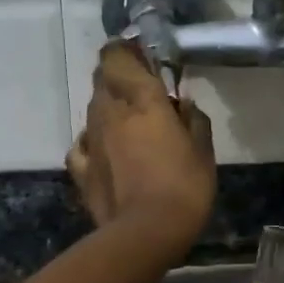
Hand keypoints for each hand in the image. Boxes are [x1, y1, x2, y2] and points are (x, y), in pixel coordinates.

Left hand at [67, 41, 214, 258]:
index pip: (117, 56)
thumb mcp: (203, 150)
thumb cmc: (183, 187)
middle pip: (102, 78)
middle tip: (141, 88)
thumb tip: (183, 102)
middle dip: (118, 76)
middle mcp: (109, 111)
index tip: (142, 55)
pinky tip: (106, 149)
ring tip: (130, 122)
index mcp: (141, 99)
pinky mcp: (80, 167)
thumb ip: (193, 119)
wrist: (145, 233)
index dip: (125, 50)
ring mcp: (90, 139)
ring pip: (92, 108)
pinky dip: (93, 139)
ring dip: (108, 107)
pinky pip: (82, 142)